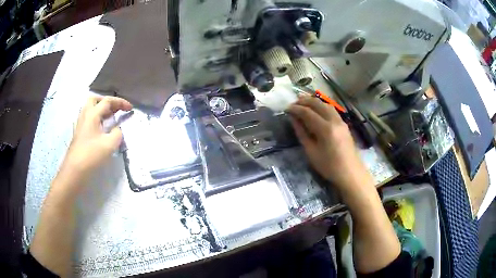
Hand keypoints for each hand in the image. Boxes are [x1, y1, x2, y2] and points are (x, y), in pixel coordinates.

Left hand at [60, 96, 131, 179]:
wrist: (75, 170)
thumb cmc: (91, 155)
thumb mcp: (110, 144)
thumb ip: (117, 133)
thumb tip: (117, 129)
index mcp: (92, 114)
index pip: (107, 101)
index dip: (120, 102)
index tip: (130, 108)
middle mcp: (85, 115)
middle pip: (95, 100)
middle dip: (107, 102)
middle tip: (115, 109)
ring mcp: (80, 124)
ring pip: (90, 109)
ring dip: (100, 109)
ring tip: (109, 117)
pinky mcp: (79, 133)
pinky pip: (88, 119)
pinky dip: (96, 118)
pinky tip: (100, 128)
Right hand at [286, 95, 372, 191]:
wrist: (350, 173)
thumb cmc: (329, 166)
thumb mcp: (311, 152)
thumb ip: (302, 133)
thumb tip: (293, 119)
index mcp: (325, 129)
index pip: (307, 112)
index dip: (295, 109)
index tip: (286, 109)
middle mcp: (334, 120)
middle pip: (317, 103)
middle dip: (304, 101)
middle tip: (293, 103)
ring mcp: (341, 121)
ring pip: (325, 104)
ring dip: (313, 101)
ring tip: (303, 103)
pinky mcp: (344, 124)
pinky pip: (331, 109)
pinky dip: (321, 106)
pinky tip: (316, 109)